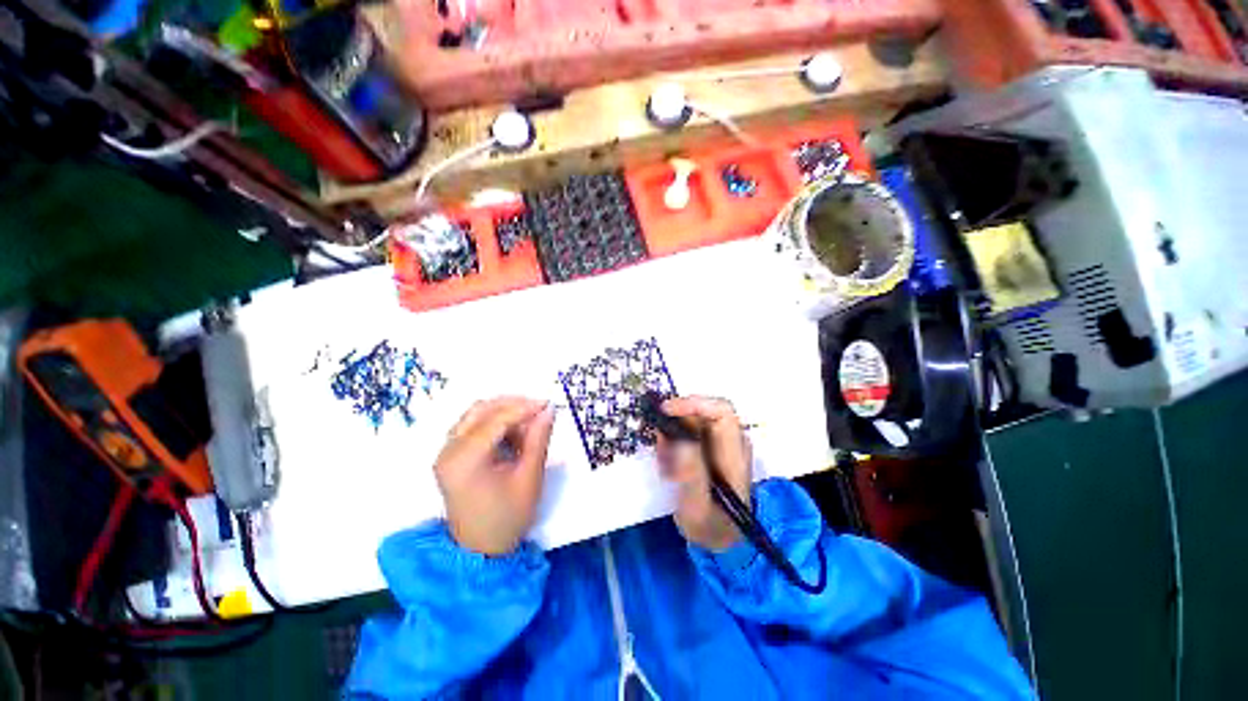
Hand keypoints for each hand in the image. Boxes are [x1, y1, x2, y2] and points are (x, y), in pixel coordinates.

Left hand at [434, 397, 555, 555]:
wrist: (481, 550)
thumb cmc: (508, 517)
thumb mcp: (529, 478)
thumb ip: (539, 440)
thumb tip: (548, 410)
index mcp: (464, 460)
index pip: (495, 419)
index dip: (524, 407)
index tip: (548, 404)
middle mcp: (448, 450)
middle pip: (481, 409)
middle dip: (513, 405)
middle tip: (540, 411)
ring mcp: (446, 452)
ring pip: (477, 414)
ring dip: (504, 413)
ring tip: (529, 426)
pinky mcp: (451, 455)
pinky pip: (473, 426)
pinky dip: (495, 423)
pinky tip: (514, 435)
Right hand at [656, 396, 751, 551]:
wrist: (721, 538)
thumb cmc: (711, 526)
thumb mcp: (697, 507)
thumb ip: (690, 474)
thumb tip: (680, 436)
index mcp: (734, 454)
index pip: (722, 411)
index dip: (694, 403)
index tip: (666, 411)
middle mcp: (731, 441)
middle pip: (702, 412)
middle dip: (675, 424)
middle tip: (660, 450)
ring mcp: (721, 443)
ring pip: (692, 421)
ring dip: (672, 438)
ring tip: (665, 466)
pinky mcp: (710, 446)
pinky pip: (688, 432)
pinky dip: (673, 444)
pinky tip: (669, 467)